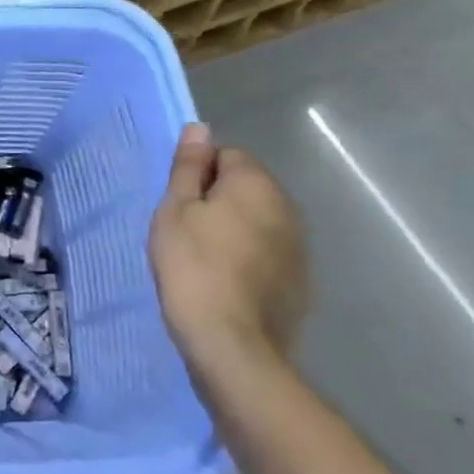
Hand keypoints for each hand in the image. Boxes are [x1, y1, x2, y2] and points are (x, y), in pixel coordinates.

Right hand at [148, 123, 308, 386]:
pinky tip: (224, 282)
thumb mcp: (175, 210)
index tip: (178, 204)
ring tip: (201, 259)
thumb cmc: (192, 267)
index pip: (227, 155)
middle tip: (183, 231)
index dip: (197, 174)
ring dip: (232, 230)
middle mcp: (287, 208)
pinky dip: (246, 259)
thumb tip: (200, 128)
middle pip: (246, 188)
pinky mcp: (299, 282)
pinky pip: (267, 253)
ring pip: (257, 221)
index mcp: (256, 184)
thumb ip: (188, 167)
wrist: (231, 344)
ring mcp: (299, 248)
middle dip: (217, 200)